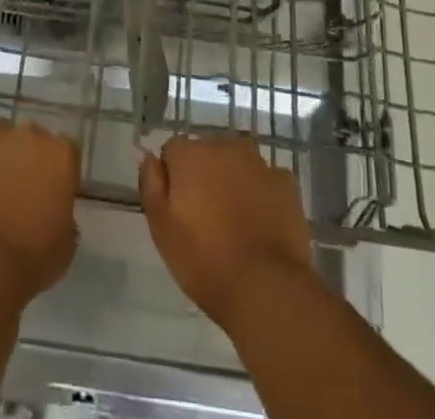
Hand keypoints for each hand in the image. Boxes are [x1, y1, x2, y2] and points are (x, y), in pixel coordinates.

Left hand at [0, 120, 80, 303]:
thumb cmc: (29, 261)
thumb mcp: (64, 245)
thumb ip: (65, 217)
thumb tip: (54, 211)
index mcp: (60, 154)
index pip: (65, 150)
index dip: (56, 171)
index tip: (50, 194)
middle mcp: (28, 134)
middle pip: (29, 137)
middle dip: (24, 158)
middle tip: (17, 192)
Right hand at [140, 133, 318, 330]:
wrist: (267, 288)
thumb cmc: (205, 261)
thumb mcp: (161, 228)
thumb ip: (151, 184)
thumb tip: (149, 155)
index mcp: (190, 154)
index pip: (173, 152)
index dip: (173, 179)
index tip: (179, 210)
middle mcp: (224, 146)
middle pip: (207, 154)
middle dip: (204, 176)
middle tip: (207, 220)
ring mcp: (259, 162)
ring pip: (237, 164)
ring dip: (233, 182)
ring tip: (236, 224)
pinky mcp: (286, 182)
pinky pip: (266, 181)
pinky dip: (262, 195)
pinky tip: (262, 225)